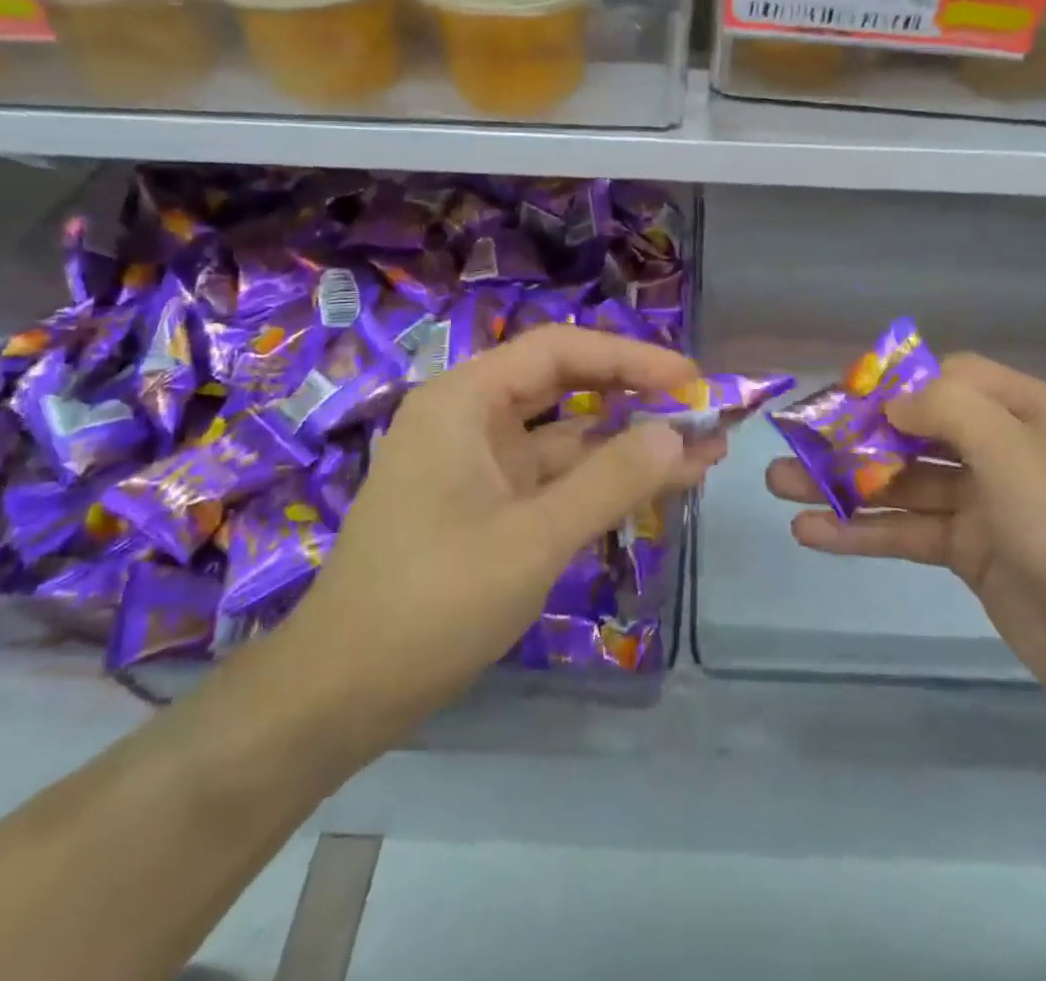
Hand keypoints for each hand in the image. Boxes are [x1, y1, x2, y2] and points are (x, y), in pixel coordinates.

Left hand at [284, 326, 723, 740]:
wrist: (341, 694)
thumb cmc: (431, 603)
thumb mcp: (532, 539)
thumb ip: (610, 481)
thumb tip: (677, 433)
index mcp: (464, 400)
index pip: (559, 350)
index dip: (630, 358)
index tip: (691, 380)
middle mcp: (471, 418)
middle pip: (566, 386)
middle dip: (636, 397)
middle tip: (704, 411)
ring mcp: (480, 464)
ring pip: (568, 438)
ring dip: (629, 445)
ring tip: (703, 452)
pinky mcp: (490, 505)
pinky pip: (556, 479)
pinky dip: (604, 482)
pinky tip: (657, 486)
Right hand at [767, 354, 1045, 742]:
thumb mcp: (1019, 455)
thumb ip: (950, 411)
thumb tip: (893, 402)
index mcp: (1028, 414)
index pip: (951, 379)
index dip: (897, 385)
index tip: (845, 401)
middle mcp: (1004, 452)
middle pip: (915, 432)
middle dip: (853, 438)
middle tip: (791, 444)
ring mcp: (985, 506)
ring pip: (902, 484)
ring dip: (843, 485)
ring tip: (779, 486)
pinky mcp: (970, 555)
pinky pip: (907, 532)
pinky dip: (862, 532)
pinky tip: (812, 533)